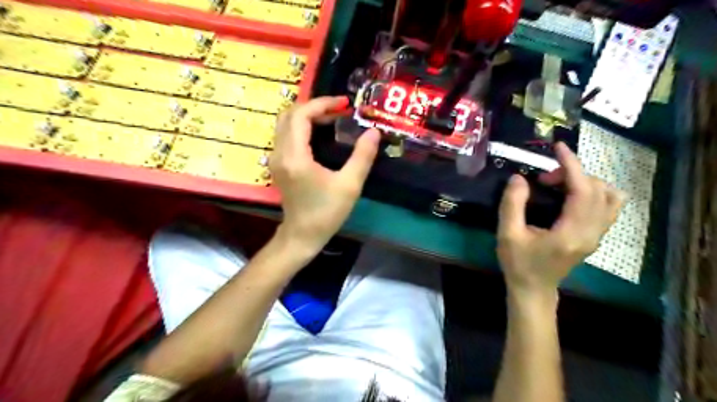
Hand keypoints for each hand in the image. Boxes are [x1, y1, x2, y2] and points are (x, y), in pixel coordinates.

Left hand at [268, 95, 380, 253]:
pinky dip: (303, 126)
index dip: (323, 104)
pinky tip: (321, 133)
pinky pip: (287, 134)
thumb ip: (362, 156)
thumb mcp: (350, 185)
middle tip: (339, 110)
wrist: (302, 235)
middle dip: (315, 106)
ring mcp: (276, 158)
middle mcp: (280, 153)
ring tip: (333, 118)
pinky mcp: (279, 164)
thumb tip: (373, 132)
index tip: (345, 104)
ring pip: (286, 123)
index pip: (301, 115)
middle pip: (289, 114)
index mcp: (295, 156)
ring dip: (308, 115)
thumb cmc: (326, 213)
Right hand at [497, 143, 624, 298]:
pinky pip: (609, 206)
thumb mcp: (507, 234)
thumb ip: (512, 204)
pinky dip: (594, 192)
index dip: (572, 165)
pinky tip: (571, 195)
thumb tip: (519, 178)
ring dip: (586, 182)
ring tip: (560, 185)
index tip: (558, 148)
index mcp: (571, 232)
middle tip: (543, 179)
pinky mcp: (595, 236)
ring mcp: (597, 235)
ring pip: (611, 197)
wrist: (533, 289)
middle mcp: (592, 232)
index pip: (583, 190)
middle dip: (572, 174)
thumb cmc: (519, 263)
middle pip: (598, 189)